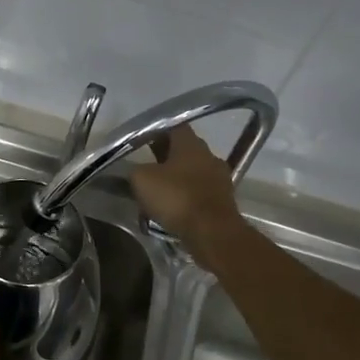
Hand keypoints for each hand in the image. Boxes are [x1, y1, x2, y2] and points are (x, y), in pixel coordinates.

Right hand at [130, 125, 247, 269]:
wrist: (212, 232)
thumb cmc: (176, 197)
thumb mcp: (141, 179)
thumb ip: (136, 169)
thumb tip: (137, 170)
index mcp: (190, 143)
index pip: (173, 126)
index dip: (156, 131)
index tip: (142, 140)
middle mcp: (209, 155)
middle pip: (184, 150)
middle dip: (164, 156)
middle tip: (145, 166)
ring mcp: (220, 178)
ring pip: (192, 172)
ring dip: (176, 178)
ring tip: (157, 191)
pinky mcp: (223, 201)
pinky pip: (199, 192)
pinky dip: (186, 197)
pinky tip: (172, 209)